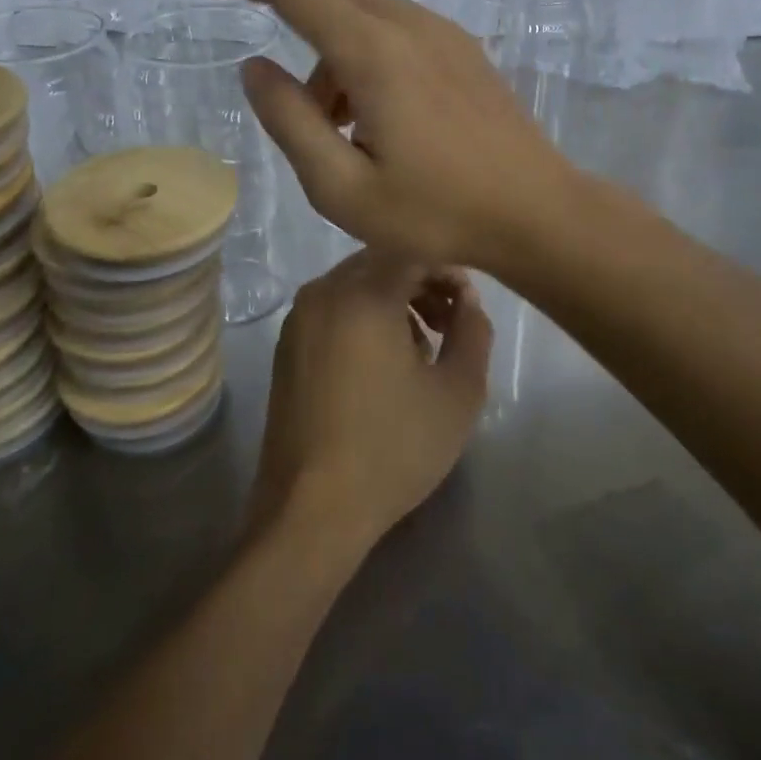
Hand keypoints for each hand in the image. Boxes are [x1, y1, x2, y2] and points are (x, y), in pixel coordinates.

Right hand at [191, 0, 577, 271]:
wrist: (538, 213)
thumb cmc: (438, 214)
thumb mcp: (342, 190)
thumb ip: (290, 122)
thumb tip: (255, 68)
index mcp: (374, 53)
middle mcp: (407, 23)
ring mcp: (438, 30)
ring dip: (315, 32)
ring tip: (320, 121)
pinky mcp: (456, 47)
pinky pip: (386, 22)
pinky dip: (350, 46)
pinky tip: (361, 113)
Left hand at [251, 251, 491, 548]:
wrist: (312, 507)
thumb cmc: (393, 447)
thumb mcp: (457, 392)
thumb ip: (473, 331)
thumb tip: (468, 301)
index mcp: (364, 293)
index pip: (414, 251)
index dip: (448, 271)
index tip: (468, 305)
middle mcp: (324, 291)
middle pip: (382, 262)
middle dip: (422, 284)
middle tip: (450, 324)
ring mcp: (299, 316)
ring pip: (356, 283)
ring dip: (394, 300)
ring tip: (421, 347)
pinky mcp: (287, 344)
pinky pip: (333, 307)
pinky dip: (363, 316)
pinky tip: (382, 362)